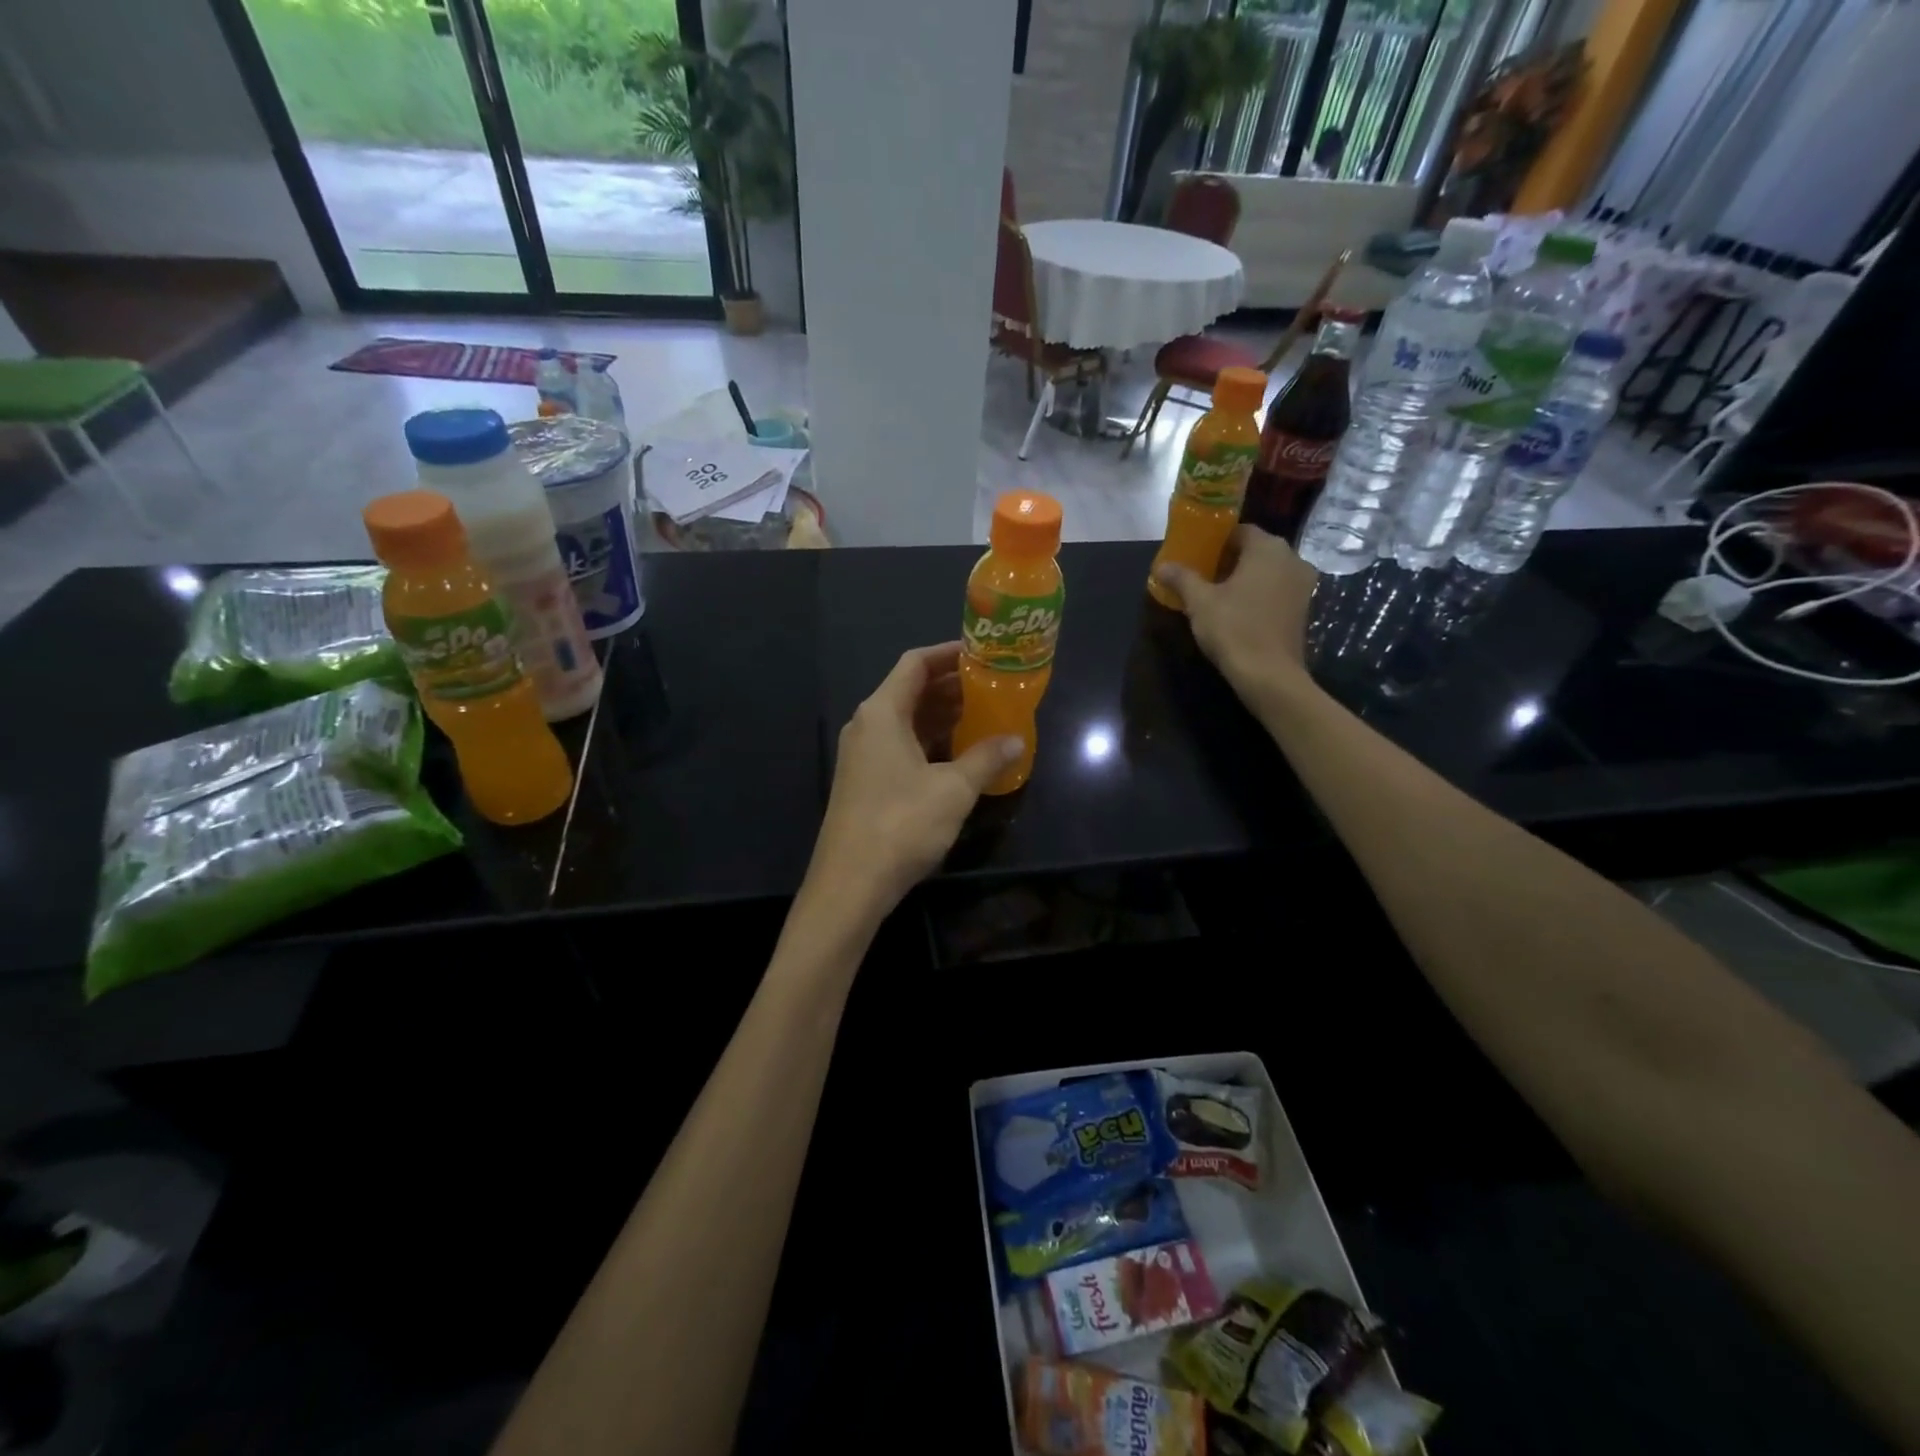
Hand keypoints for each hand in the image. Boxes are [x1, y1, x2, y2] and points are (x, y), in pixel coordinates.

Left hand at [809, 643, 1021, 915]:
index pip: (916, 663)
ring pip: (907, 721)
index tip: (983, 656)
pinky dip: (930, 743)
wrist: (850, 883)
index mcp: (882, 713)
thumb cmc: (902, 825)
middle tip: (993, 688)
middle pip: (911, 691)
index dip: (949, 654)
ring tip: (985, 717)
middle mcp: (868, 725)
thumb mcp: (954, 789)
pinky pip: (901, 746)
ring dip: (943, 717)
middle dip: (953, 687)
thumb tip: (1016, 741)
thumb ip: (986, 758)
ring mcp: (863, 755)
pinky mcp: (865, 781)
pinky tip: (960, 755)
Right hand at [1154, 527, 1318, 705]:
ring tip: (1217, 593)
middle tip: (1202, 575)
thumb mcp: (1200, 602)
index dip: (1215, 541)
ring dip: (1244, 577)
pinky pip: (1277, 589)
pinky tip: (1238, 610)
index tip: (1196, 555)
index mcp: (1268, 548)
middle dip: (1229, 560)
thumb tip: (1162, 566)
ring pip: (1268, 571)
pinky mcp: (1304, 607)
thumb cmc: (1233, 629)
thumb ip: (1182, 578)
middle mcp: (1291, 558)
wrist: (1269, 674)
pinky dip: (1258, 593)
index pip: (1239, 531)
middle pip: (1255, 550)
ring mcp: (1302, 584)